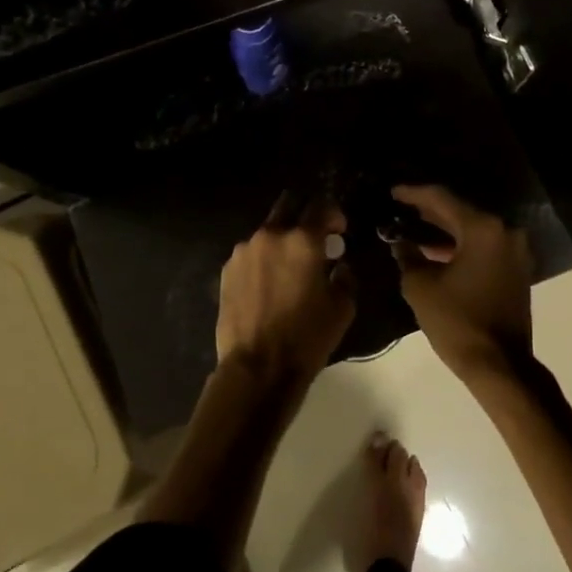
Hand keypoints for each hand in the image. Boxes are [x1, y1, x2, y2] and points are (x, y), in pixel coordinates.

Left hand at [216, 193, 356, 384]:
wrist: (258, 367)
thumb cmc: (307, 336)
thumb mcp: (342, 307)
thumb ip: (344, 277)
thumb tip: (337, 265)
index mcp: (303, 240)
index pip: (321, 206)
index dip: (334, 214)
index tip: (340, 230)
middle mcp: (271, 236)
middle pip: (288, 205)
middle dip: (304, 214)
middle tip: (314, 237)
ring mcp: (244, 251)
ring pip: (267, 231)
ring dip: (281, 240)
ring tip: (289, 266)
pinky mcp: (227, 270)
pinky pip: (251, 253)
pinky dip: (263, 259)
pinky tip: (269, 283)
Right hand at [388, 184, 532, 380]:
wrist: (499, 365)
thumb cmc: (457, 322)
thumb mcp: (421, 287)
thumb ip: (408, 257)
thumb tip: (401, 243)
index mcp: (483, 229)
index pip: (442, 199)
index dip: (414, 194)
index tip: (393, 191)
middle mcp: (505, 232)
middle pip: (461, 211)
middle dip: (430, 211)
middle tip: (401, 208)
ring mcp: (515, 251)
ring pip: (473, 230)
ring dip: (445, 229)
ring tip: (414, 227)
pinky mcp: (517, 269)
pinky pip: (484, 246)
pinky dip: (461, 245)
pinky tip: (436, 250)